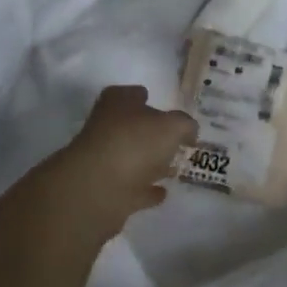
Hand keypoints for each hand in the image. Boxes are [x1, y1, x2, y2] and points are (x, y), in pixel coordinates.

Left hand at [46, 85, 197, 237]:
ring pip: (133, 158)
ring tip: (174, 168)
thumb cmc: (135, 143)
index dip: (147, 98)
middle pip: (132, 127)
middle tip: (177, 142)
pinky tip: (162, 192)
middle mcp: (107, 127)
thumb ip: (184, 125)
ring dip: (151, 163)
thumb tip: (188, 131)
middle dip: (152, 134)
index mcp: (118, 103)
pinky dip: (146, 189)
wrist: (97, 189)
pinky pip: (133, 187)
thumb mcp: (171, 126)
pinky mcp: (106, 190)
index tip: (165, 107)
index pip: (133, 94)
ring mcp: (105, 160)